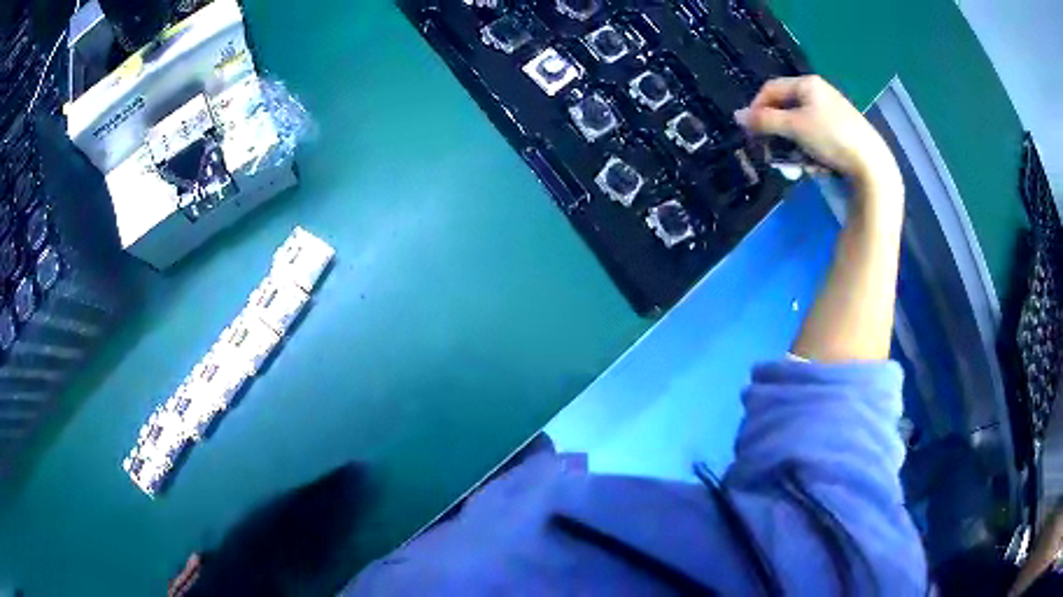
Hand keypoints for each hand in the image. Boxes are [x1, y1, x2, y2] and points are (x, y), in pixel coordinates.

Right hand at [735, 76, 900, 192]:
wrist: (871, 164)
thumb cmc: (831, 137)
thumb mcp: (794, 127)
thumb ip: (764, 121)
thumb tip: (737, 116)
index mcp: (807, 84)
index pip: (771, 89)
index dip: (757, 108)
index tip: (751, 132)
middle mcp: (819, 93)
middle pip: (786, 110)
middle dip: (778, 134)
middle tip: (773, 154)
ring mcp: (832, 113)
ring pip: (800, 128)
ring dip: (794, 148)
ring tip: (800, 166)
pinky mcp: (842, 132)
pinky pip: (816, 139)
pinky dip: (811, 152)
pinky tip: (817, 167)